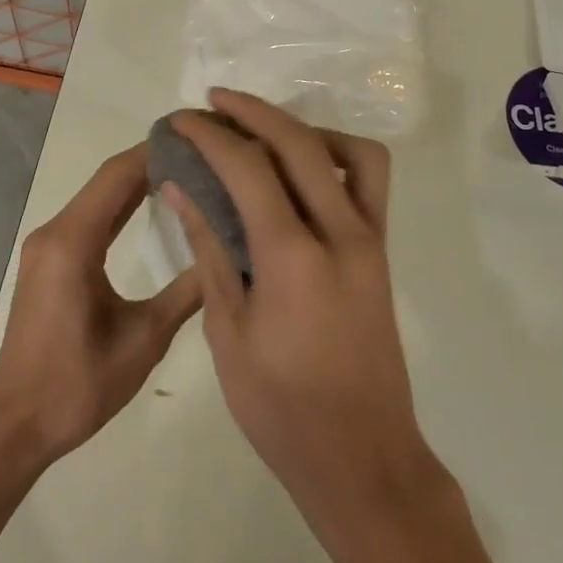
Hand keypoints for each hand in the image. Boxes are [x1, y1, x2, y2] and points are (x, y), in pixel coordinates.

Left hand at [0, 143, 202, 473]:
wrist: (18, 426)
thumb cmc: (80, 385)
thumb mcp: (144, 340)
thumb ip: (186, 293)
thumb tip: (228, 255)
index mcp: (73, 243)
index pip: (118, 176)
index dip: (156, 151)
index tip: (197, 136)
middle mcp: (54, 233)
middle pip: (107, 181)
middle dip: (151, 161)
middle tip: (200, 151)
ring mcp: (46, 246)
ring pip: (97, 198)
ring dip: (136, 182)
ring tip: (184, 170)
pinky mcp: (47, 262)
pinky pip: (88, 219)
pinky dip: (119, 206)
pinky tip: (149, 204)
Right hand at [166, 92, 443, 552]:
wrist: (362, 459)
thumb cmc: (281, 409)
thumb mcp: (228, 333)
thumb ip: (210, 250)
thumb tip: (181, 189)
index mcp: (293, 258)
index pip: (248, 168)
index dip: (210, 136)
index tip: (181, 121)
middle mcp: (341, 233)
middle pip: (299, 142)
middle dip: (252, 111)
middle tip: (214, 102)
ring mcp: (370, 240)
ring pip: (349, 151)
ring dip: (302, 128)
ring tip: (262, 133)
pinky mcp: (382, 251)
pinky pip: (368, 181)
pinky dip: (335, 156)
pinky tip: (300, 174)